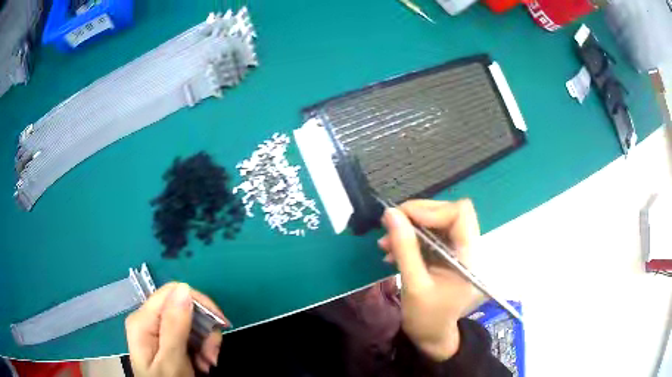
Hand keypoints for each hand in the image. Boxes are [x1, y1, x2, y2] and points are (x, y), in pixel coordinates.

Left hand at [125, 282, 227, 376]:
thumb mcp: (171, 360)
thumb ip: (175, 326)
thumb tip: (184, 288)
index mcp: (143, 320)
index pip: (173, 292)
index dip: (199, 303)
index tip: (220, 325)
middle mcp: (148, 319)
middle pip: (183, 308)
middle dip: (204, 330)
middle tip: (213, 354)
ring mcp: (156, 329)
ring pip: (190, 322)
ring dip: (205, 342)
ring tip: (209, 363)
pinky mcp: (166, 339)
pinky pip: (189, 334)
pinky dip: (201, 348)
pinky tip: (203, 363)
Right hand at [378, 199, 479, 361]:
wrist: (431, 334)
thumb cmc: (427, 316)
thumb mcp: (414, 284)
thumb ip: (405, 249)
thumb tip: (390, 214)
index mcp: (467, 255)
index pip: (460, 214)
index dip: (432, 210)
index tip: (402, 218)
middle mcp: (465, 247)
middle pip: (446, 213)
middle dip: (416, 216)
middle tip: (389, 225)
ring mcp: (454, 250)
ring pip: (435, 222)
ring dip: (409, 228)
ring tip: (385, 243)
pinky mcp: (443, 254)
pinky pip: (427, 235)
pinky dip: (408, 238)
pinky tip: (392, 251)